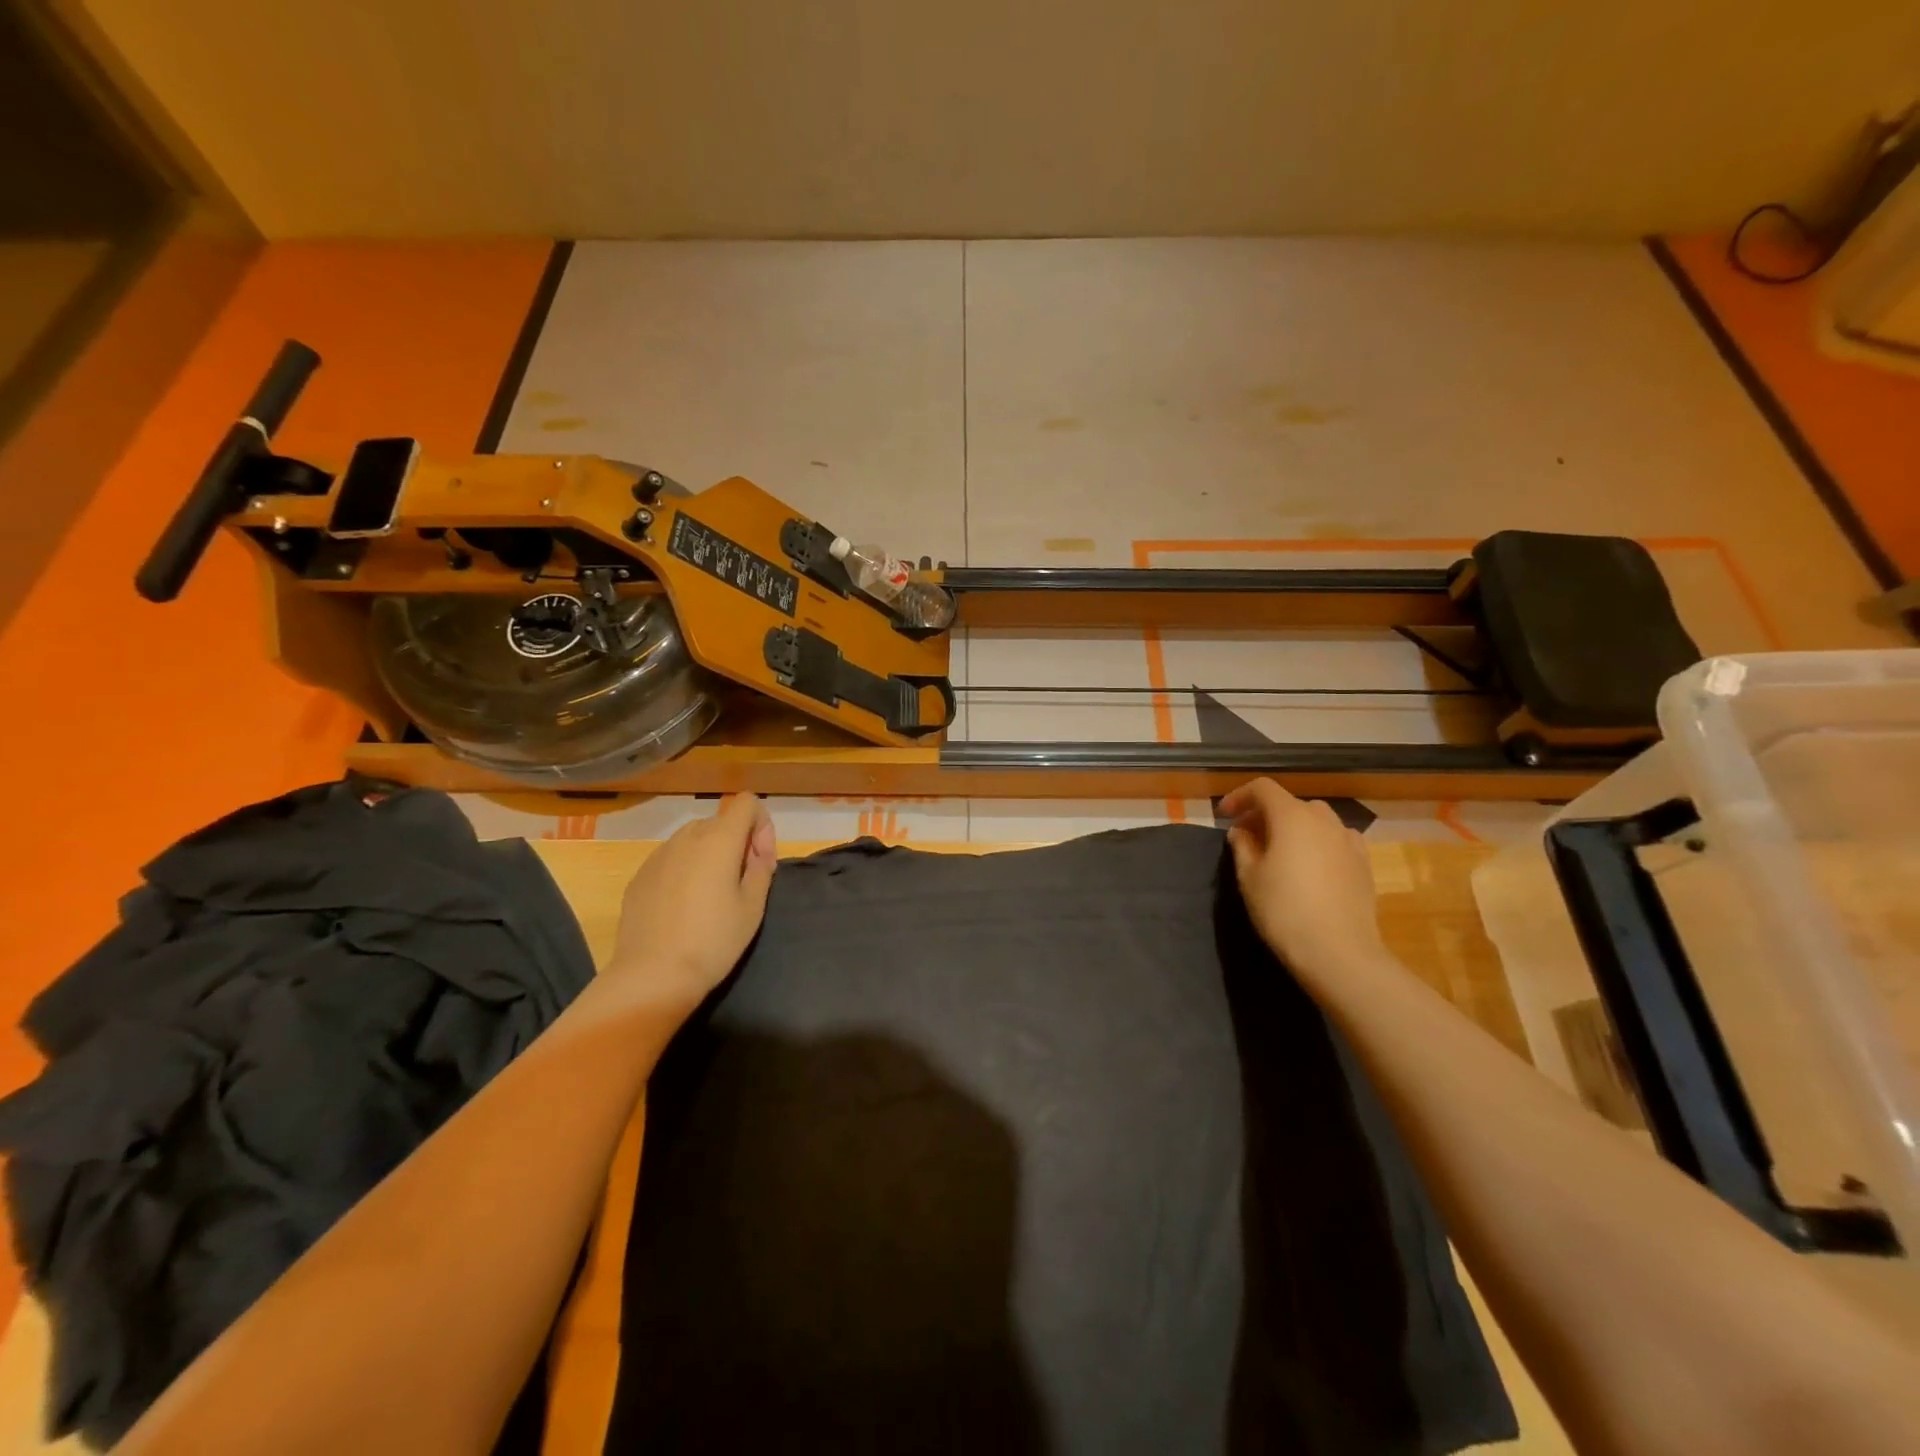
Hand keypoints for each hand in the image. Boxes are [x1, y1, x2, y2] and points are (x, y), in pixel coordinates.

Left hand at [606, 794, 776, 1015]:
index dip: (762, 825)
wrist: (653, 975)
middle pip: (720, 821)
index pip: (747, 802)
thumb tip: (756, 853)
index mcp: (719, 839)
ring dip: (710, 854)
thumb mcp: (753, 906)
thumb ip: (761, 868)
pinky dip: (685, 870)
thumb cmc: (713, 940)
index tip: (761, 860)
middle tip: (742, 881)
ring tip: (711, 895)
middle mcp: (687, 837)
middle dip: (737, 842)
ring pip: (694, 839)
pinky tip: (684, 907)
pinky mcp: (640, 875)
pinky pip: (671, 859)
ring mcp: (658, 855)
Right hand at [1219, 779, 1383, 979]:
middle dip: (1265, 813)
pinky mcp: (1363, 862)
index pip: (1262, 789)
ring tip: (1279, 850)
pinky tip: (1311, 865)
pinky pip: (1336, 839)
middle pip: (1290, 803)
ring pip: (1316, 820)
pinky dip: (1318, 842)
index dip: (1240, 796)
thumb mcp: (1249, 877)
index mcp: (1291, 816)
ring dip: (1293, 827)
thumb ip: (1242, 846)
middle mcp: (1323, 819)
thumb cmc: (1283, 910)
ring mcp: (1348, 840)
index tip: (1224, 816)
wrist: (1339, 952)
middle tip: (1248, 836)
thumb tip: (1241, 832)